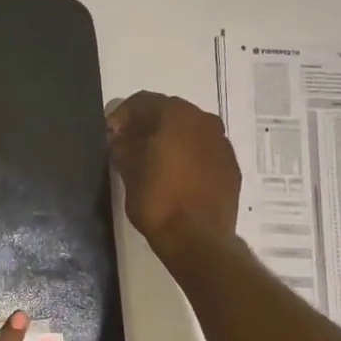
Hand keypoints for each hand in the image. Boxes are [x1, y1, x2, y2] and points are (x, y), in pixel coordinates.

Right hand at [106, 91, 240, 259]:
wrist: (197, 238)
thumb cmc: (157, 200)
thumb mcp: (129, 171)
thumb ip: (123, 146)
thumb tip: (120, 137)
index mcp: (176, 115)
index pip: (141, 102)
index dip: (121, 116)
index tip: (110, 135)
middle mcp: (204, 120)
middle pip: (169, 113)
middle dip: (147, 125)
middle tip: (129, 145)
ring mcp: (222, 143)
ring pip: (190, 131)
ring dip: (170, 140)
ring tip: (153, 161)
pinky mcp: (231, 166)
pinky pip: (204, 151)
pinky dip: (188, 156)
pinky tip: (176, 176)